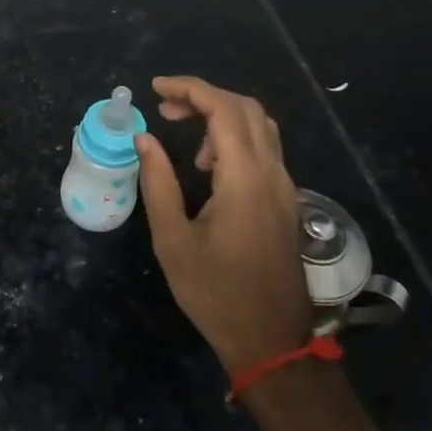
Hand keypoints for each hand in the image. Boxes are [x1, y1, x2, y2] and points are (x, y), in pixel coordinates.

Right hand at [135, 76, 313, 373]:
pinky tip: (209, 166)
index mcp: (245, 179)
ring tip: (183, 136)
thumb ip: (158, 182)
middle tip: (165, 108)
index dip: (189, 89)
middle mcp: (272, 174)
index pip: (223, 110)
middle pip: (246, 109)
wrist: (271, 341)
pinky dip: (235, 138)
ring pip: (260, 126)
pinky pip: (265, 149)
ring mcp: (285, 187)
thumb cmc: (215, 293)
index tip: (156, 89)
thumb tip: (145, 139)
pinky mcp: (287, 201)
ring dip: (222, 116)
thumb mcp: (173, 239)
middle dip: (204, 97)